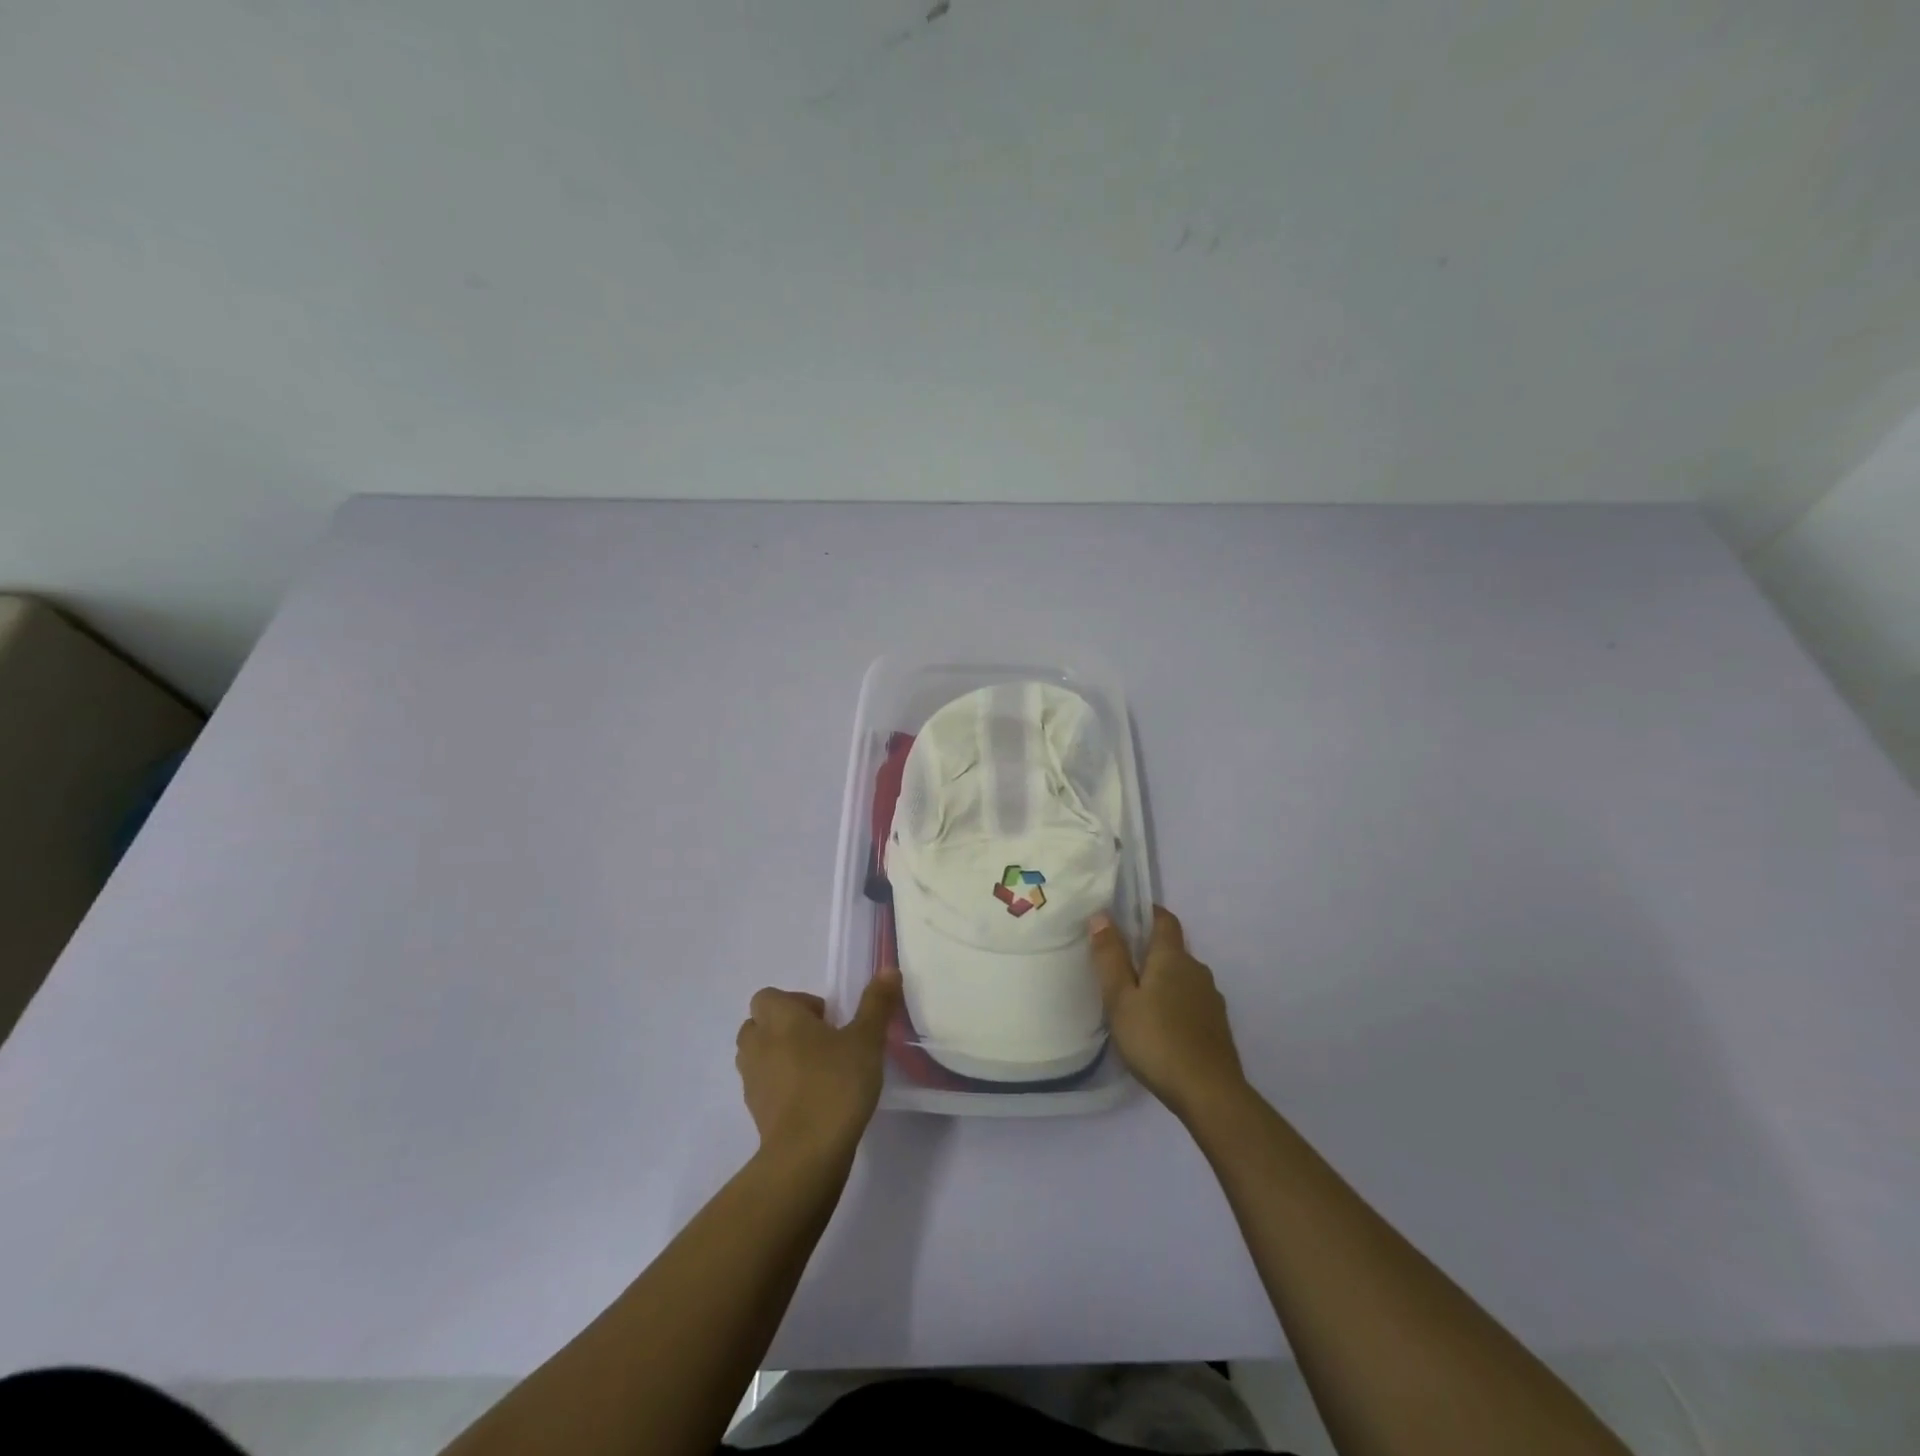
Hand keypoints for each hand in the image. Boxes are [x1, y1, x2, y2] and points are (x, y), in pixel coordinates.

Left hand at [735, 967, 900, 1168]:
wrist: (806, 1154)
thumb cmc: (836, 1084)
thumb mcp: (867, 1040)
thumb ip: (876, 1004)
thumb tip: (889, 969)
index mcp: (780, 1019)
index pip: (768, 997)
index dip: (795, 1002)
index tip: (826, 1019)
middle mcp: (758, 1044)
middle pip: (758, 1024)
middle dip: (784, 1027)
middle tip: (821, 1040)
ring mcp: (752, 1081)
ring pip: (757, 1056)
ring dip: (778, 1055)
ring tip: (815, 1069)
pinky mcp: (755, 1112)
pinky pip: (763, 1086)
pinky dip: (779, 1086)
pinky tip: (811, 1099)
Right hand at [1091, 907, 1248, 1124]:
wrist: (1210, 1093)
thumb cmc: (1156, 1040)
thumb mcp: (1120, 999)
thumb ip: (1110, 957)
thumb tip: (1101, 916)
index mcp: (1173, 958)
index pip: (1165, 920)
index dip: (1148, 913)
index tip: (1126, 916)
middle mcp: (1197, 970)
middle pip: (1173, 950)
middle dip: (1149, 952)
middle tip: (1120, 967)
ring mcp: (1211, 999)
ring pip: (1183, 978)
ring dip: (1163, 981)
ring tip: (1137, 1001)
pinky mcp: (1217, 1026)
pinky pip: (1192, 1002)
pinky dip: (1175, 1004)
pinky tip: (1160, 1027)